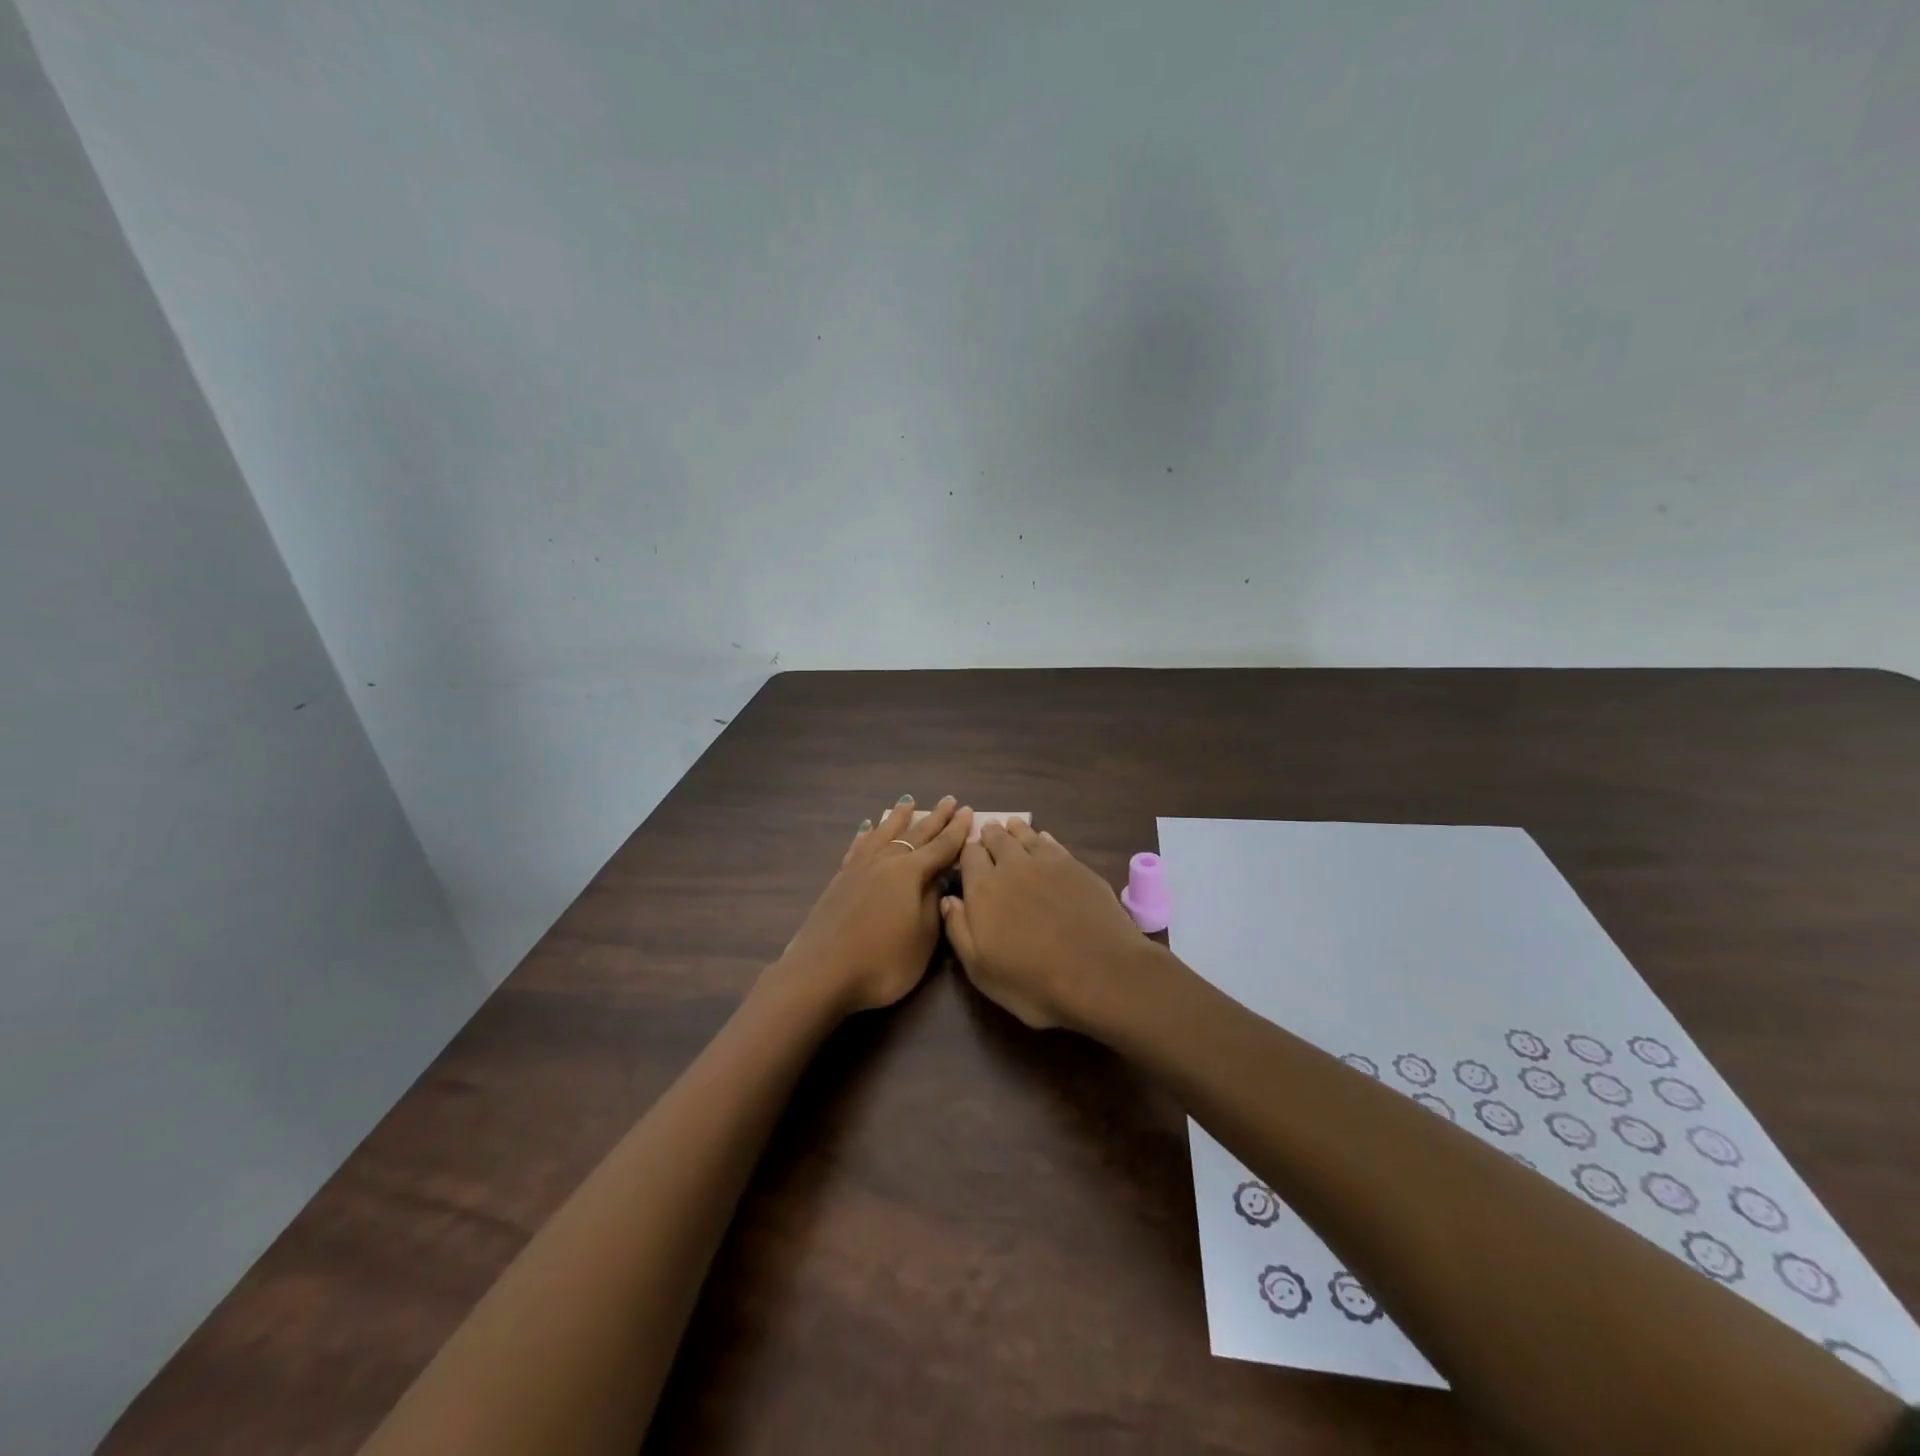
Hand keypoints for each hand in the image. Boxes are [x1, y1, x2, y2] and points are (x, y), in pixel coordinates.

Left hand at [771, 796, 973, 1015]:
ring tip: (908, 802)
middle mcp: (885, 861)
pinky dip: (866, 834)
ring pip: (884, 833)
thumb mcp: (923, 938)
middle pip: (915, 834)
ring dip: (899, 818)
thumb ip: (933, 903)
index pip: (941, 847)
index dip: (957, 831)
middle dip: (935, 818)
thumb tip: (939, 876)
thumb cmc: (883, 962)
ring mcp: (860, 868)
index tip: (968, 811)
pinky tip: (867, 827)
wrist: (821, 973)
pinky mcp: (840, 879)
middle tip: (949, 800)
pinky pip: (858, 846)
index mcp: (910, 873)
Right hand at [940, 821, 1156, 1030]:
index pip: (968, 855)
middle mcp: (1012, 866)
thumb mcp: (981, 970)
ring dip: (1014, 830)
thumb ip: (959, 930)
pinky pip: (1053, 843)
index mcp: (983, 889)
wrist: (1100, 974)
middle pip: (996, 839)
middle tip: (987, 832)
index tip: (966, 855)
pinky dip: (1042, 839)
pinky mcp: (1076, 866)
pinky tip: (1043, 839)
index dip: (966, 853)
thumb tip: (948, 899)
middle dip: (989, 835)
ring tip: (1011, 825)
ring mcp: (1047, 863)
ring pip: (1025, 835)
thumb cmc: (1033, 981)